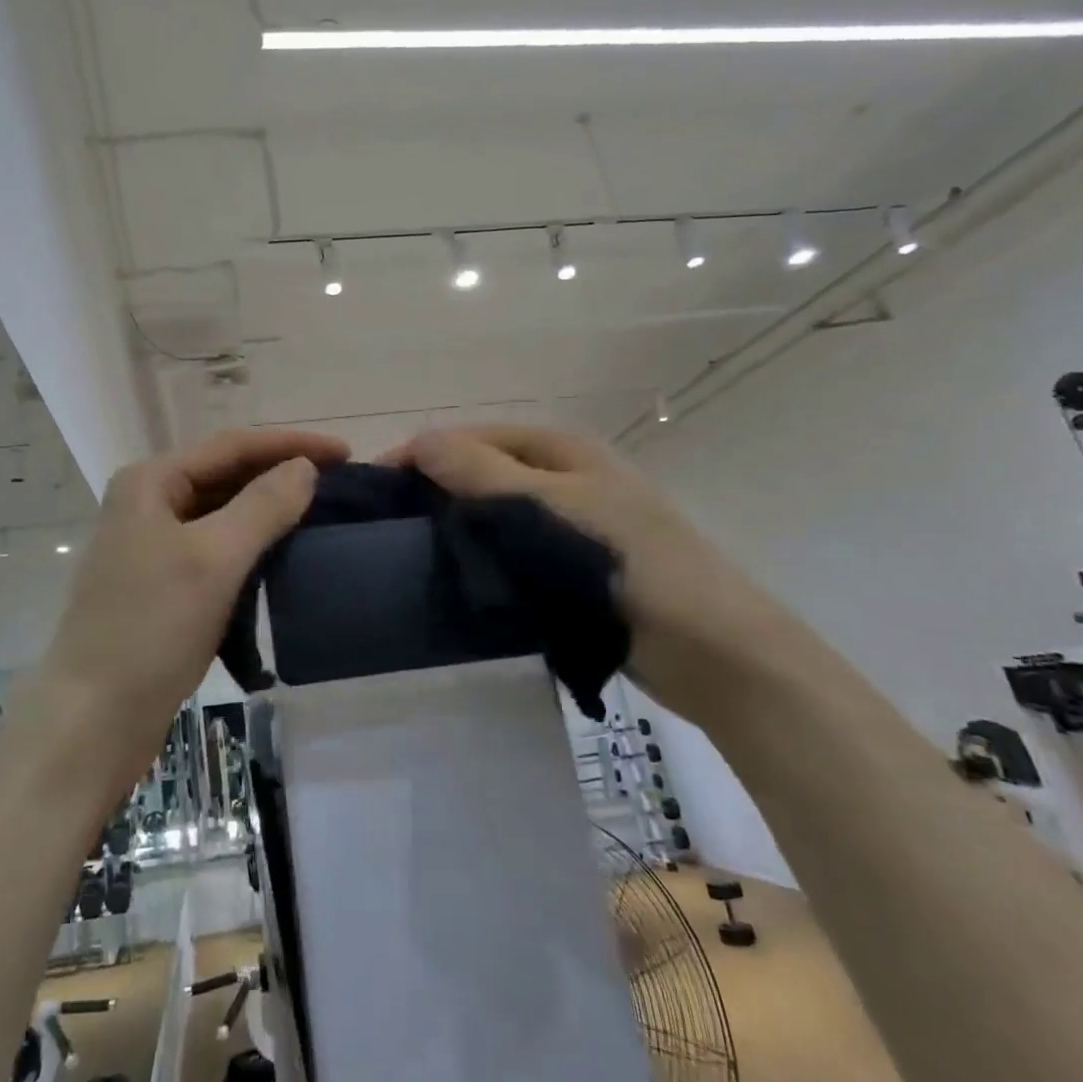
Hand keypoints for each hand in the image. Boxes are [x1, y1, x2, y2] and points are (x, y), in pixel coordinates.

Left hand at [37, 429, 349, 774]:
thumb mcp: (214, 559)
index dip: (291, 444)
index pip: (232, 446)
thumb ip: (263, 506)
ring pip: (223, 514)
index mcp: (150, 482)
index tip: (345, 453)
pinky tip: (284, 555)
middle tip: (340, 483)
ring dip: (269, 511)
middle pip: (226, 475)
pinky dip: (252, 547)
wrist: (94, 719)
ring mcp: (152, 545)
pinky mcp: (163, 584)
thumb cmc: (151, 627)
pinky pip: (217, 549)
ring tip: (320, 514)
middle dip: (281, 475)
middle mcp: (148, 503)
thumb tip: (304, 469)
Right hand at [389, 424, 807, 722]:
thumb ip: (479, 471)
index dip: (422, 455)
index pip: (471, 436)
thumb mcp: (543, 507)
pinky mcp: (574, 566)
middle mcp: (566, 474)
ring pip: (498, 512)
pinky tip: (459, 576)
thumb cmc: (619, 561)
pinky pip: (516, 548)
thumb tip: (420, 441)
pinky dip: (486, 555)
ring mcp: (573, 521)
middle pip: (484, 470)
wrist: (706, 645)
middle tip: (391, 526)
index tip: (377, 490)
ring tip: (414, 552)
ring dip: (460, 524)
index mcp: (560, 447)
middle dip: (438, 489)